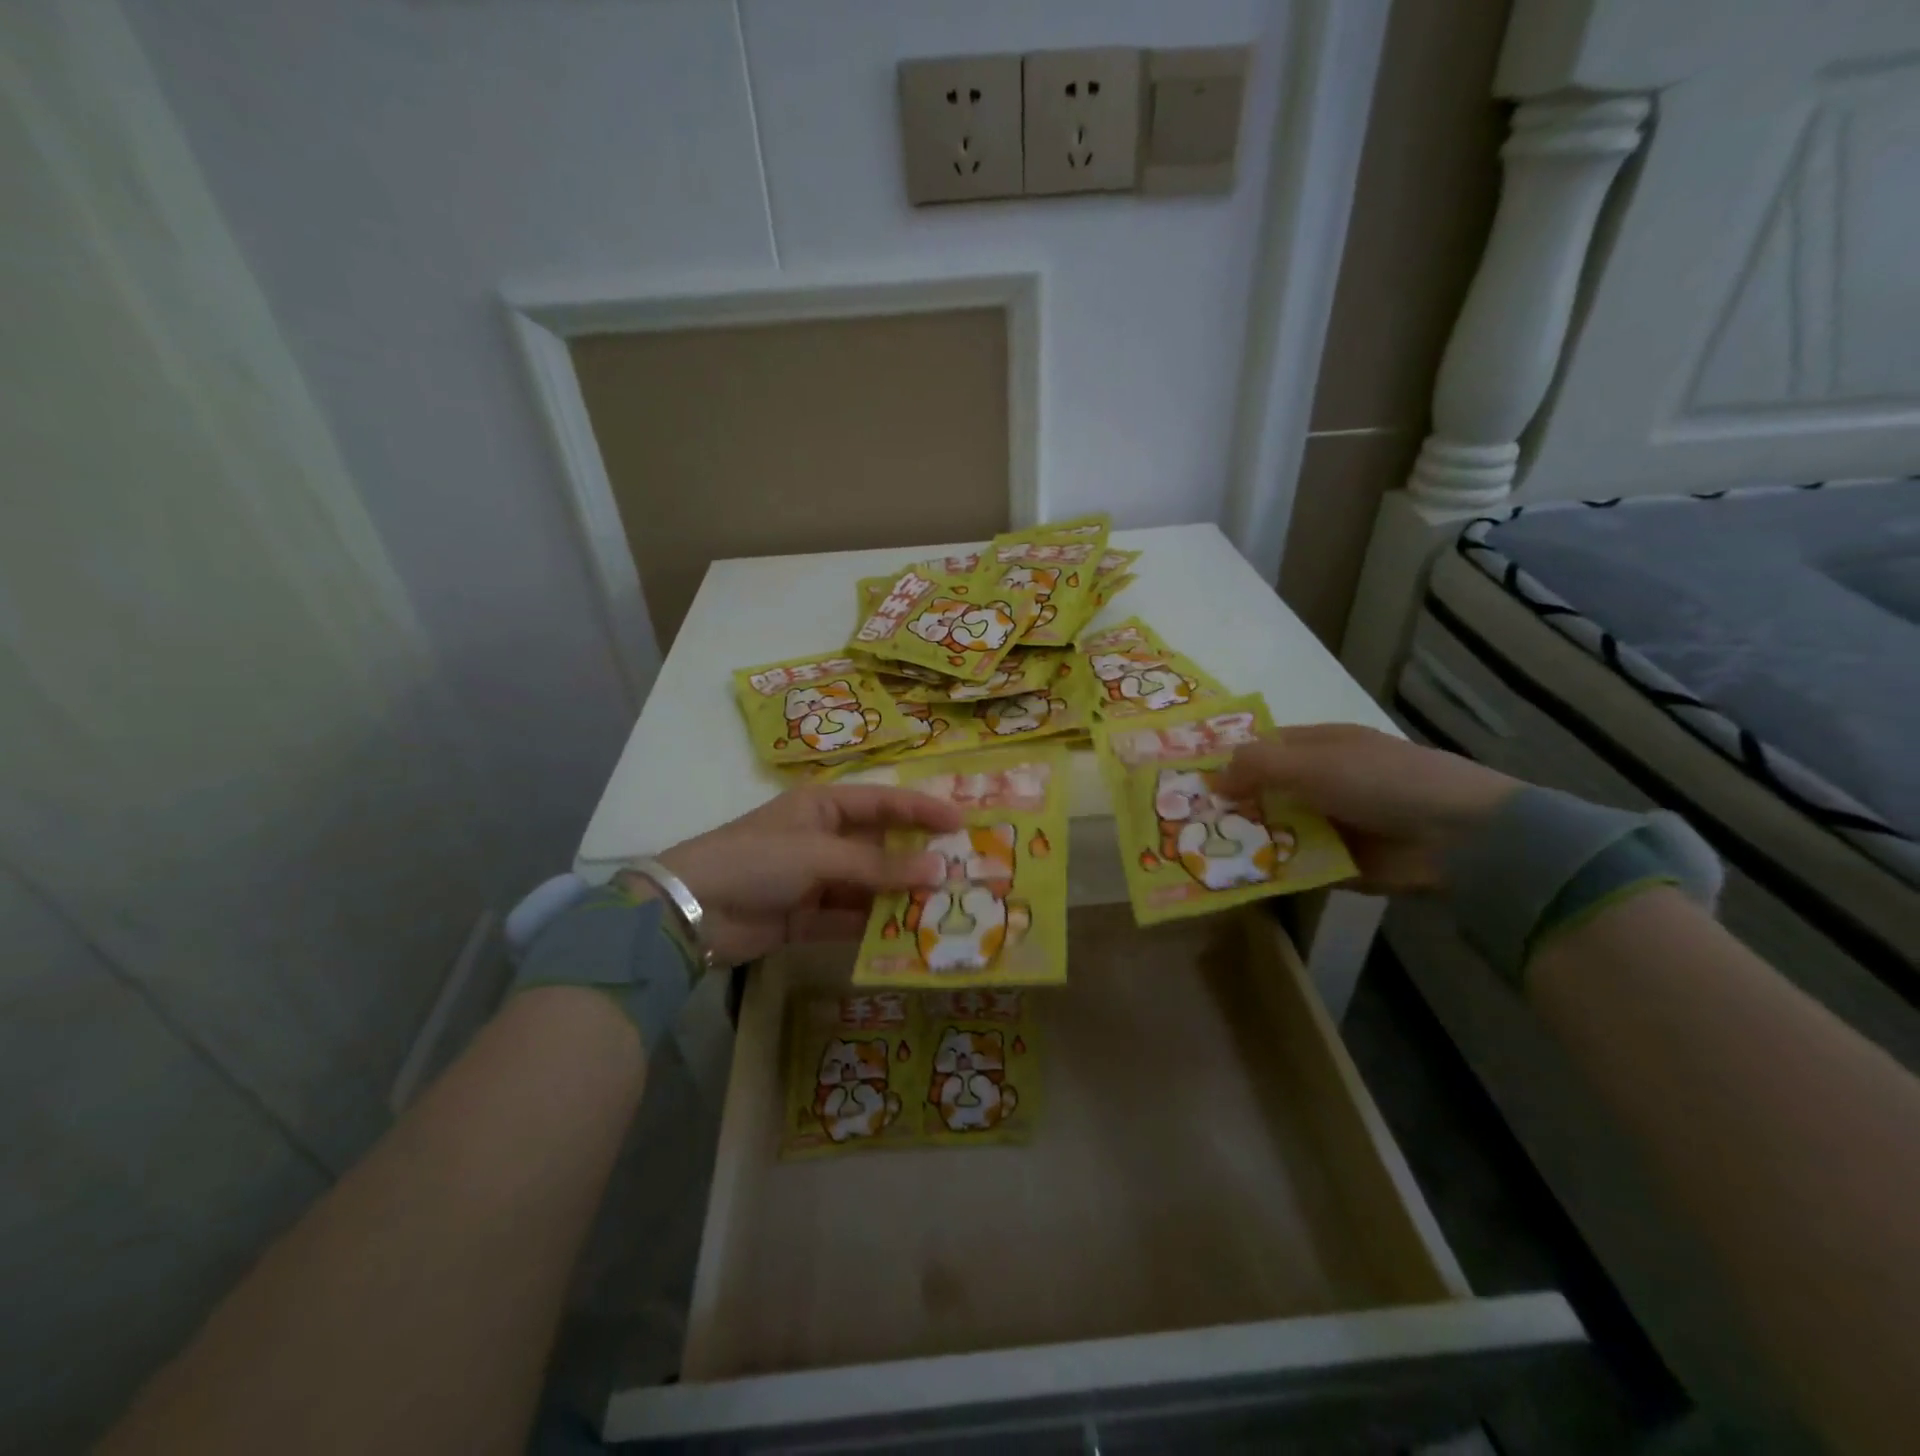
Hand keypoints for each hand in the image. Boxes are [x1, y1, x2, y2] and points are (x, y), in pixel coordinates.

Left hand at [637, 784, 960, 965]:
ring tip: (944, 909)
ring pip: (870, 885)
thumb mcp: (821, 855)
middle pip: (882, 846)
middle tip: (963, 872)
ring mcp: (816, 878)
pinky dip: (874, 926)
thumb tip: (939, 870)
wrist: (691, 911)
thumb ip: (879, 867)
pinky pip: (851, 917)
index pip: (885, 802)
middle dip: (918, 859)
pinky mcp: (807, 916)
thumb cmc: (758, 860)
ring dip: (900, 897)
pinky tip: (907, 936)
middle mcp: (824, 838)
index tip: (964, 822)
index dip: (923, 809)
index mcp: (824, 806)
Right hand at [1215, 724, 1519, 894]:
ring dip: (1243, 840)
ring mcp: (1329, 824)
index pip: (1262, 748)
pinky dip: (1267, 871)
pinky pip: (1292, 865)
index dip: (1227, 760)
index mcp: (1319, 747)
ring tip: (1194, 854)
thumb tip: (1211, 779)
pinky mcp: (1337, 863)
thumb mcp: (1312, 764)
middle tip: (1180, 821)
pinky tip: (1229, 879)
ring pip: (1274, 830)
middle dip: (1228, 805)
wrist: (1457, 838)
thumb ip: (1257, 767)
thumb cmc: (1381, 781)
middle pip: (1263, 792)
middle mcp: (1321, 782)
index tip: (1186, 779)